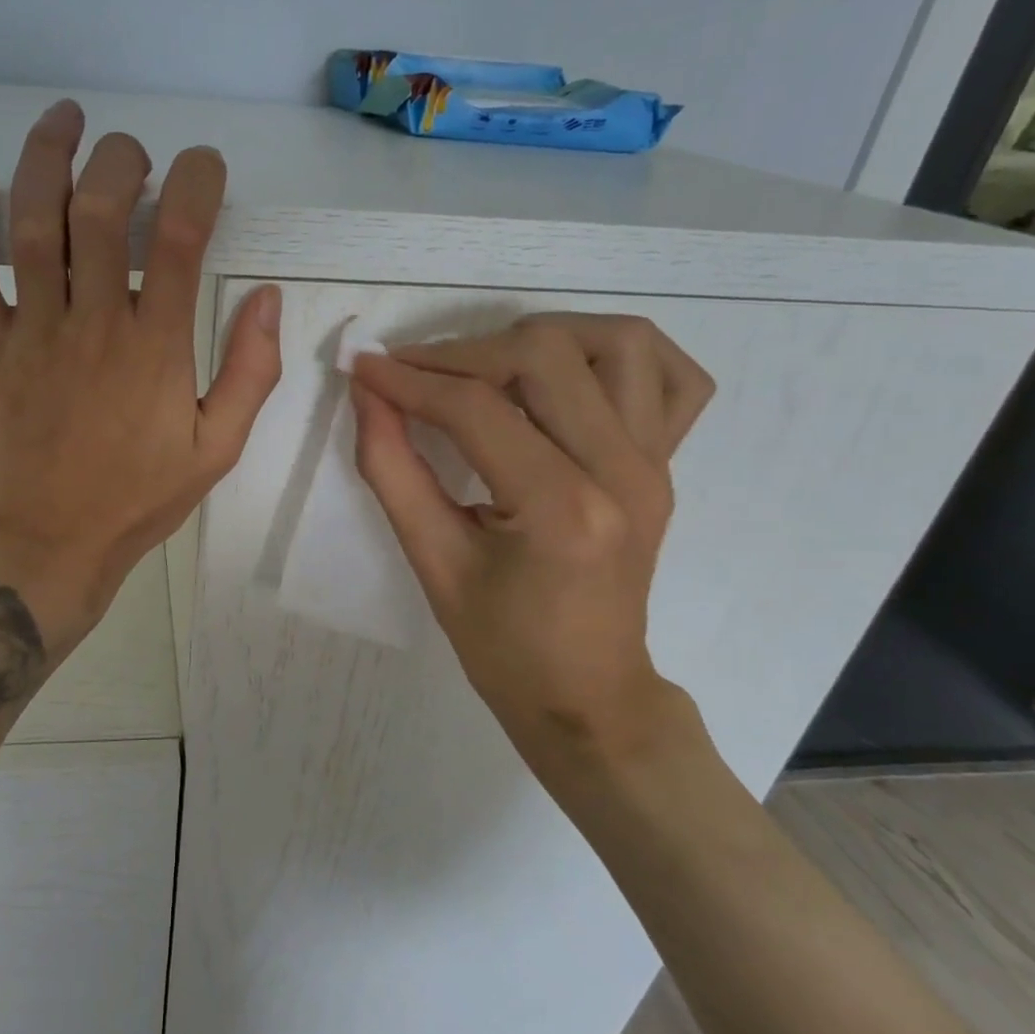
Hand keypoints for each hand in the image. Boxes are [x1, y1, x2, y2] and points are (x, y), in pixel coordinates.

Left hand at [0, 100, 282, 648]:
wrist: (47, 546)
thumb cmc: (137, 502)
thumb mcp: (217, 450)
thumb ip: (250, 373)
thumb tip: (266, 297)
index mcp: (157, 348)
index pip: (182, 237)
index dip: (198, 182)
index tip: (205, 168)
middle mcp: (95, 323)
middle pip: (102, 210)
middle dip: (123, 159)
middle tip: (135, 154)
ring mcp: (33, 330)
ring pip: (33, 222)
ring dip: (48, 156)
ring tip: (66, 117)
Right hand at [349, 315, 713, 786]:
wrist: (587, 695)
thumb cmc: (502, 646)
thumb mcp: (431, 561)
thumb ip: (392, 468)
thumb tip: (367, 392)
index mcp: (561, 509)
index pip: (475, 408)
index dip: (408, 379)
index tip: (362, 367)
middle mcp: (622, 471)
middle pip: (545, 356)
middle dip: (462, 352)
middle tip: (412, 373)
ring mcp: (656, 463)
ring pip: (619, 343)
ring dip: (542, 338)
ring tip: (486, 368)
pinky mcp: (667, 464)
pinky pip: (672, 377)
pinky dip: (619, 356)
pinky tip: (569, 376)